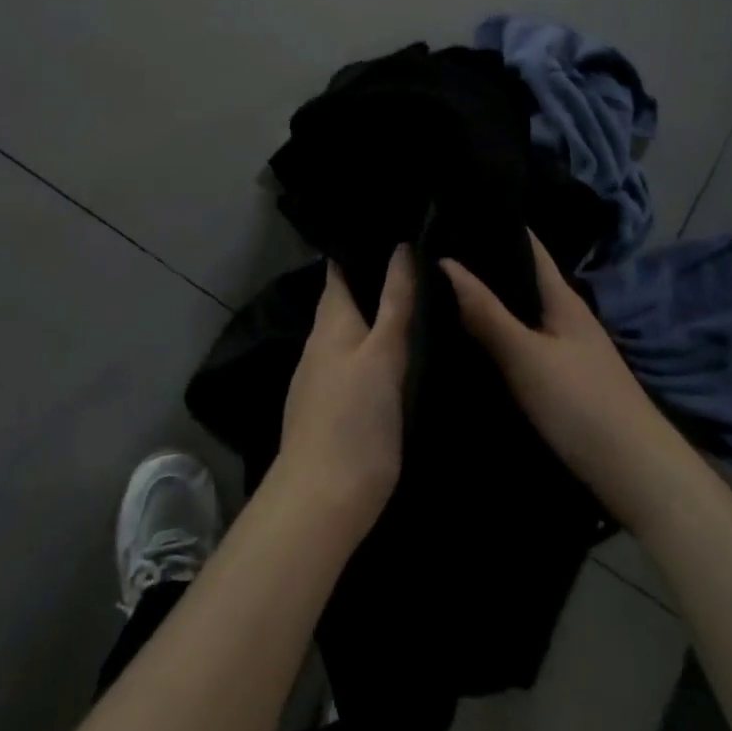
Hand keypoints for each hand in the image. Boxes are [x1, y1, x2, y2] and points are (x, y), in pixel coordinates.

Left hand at [273, 246, 413, 538]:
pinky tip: (391, 359)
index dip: (358, 248)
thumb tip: (401, 247)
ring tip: (410, 305)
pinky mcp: (326, 409)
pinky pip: (349, 364)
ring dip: (371, 319)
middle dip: (369, 282)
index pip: (339, 271)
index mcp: (331, 323)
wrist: (321, 501)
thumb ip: (394, 303)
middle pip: (343, 302)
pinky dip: (368, 352)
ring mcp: (318, 379)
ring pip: (347, 335)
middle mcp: (318, 344)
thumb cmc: (355, 420)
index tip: (388, 230)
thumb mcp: (383, 355)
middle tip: (413, 265)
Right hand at [441, 233, 665, 513]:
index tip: (454, 213)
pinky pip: (523, 341)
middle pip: (522, 278)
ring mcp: (568, 349)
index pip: (528, 244)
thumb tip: (443, 261)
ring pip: (521, 311)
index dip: (495, 225)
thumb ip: (486, 312)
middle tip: (433, 252)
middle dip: (484, 264)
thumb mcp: (526, 356)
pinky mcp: (565, 379)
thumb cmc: (582, 404)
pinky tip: (471, 340)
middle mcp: (567, 315)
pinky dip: (498, 333)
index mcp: (562, 298)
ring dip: (489, 300)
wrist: (638, 476)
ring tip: (440, 289)